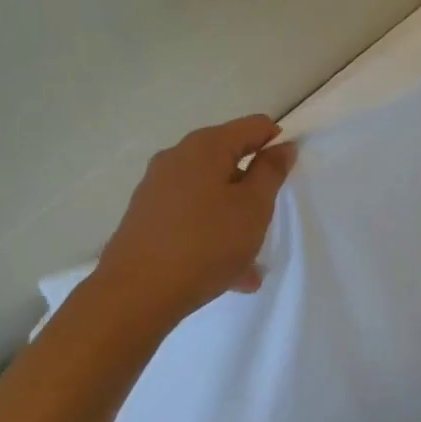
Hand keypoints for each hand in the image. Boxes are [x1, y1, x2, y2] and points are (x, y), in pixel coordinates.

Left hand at [97, 115, 297, 326]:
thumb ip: (271, 172)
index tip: (287, 174)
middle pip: (228, 159)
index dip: (276, 143)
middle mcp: (177, 157)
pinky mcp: (145, 217)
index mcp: (206, 146)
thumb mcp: (253, 206)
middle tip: (267, 219)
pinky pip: (189, 216)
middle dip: (252, 187)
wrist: (134, 295)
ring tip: (250, 261)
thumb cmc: (205, 243)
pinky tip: (226, 274)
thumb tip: (282, 146)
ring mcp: (157, 187)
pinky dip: (210, 233)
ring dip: (233, 217)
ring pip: (209, 193)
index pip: (254, 126)